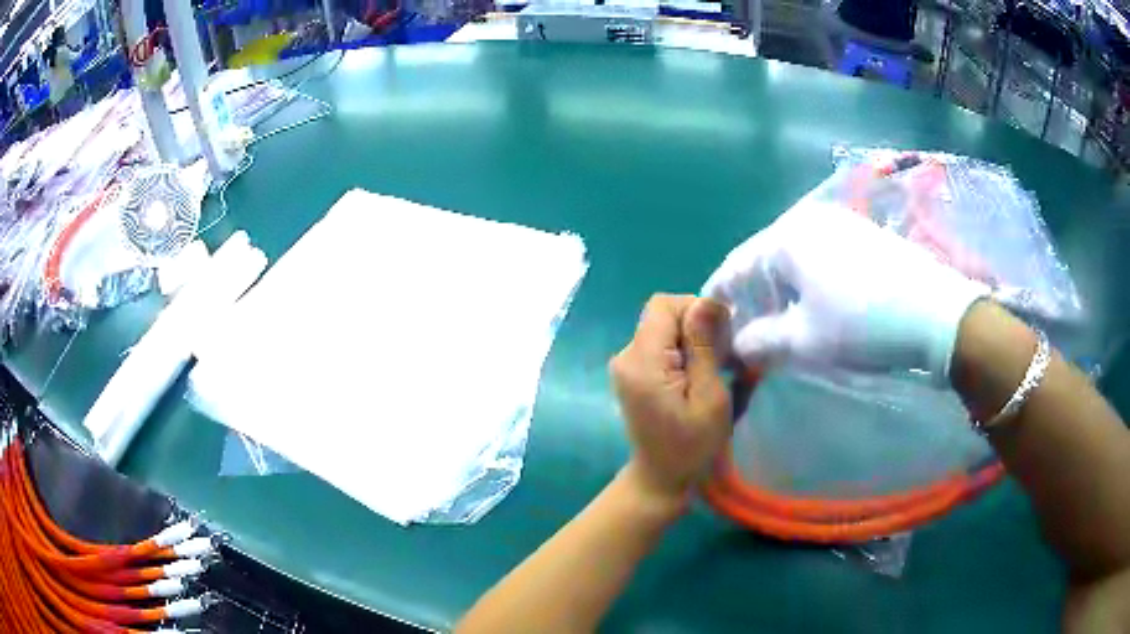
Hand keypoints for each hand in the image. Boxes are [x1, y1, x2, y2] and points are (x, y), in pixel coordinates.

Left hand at [610, 294, 731, 506]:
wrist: (661, 479)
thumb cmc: (691, 446)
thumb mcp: (709, 397)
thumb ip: (704, 347)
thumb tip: (706, 302)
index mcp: (642, 361)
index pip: (664, 305)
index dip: (696, 310)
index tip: (721, 338)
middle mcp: (626, 356)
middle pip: (663, 314)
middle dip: (697, 326)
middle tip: (722, 357)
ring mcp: (626, 364)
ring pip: (663, 328)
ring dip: (692, 340)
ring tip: (713, 369)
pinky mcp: (632, 373)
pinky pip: (659, 345)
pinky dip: (682, 352)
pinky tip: (697, 375)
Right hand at [703, 199, 987, 381]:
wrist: (935, 313)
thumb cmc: (862, 325)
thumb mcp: (804, 342)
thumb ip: (761, 342)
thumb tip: (737, 345)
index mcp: (787, 237)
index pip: (737, 264)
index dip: (719, 293)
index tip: (706, 317)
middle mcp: (809, 219)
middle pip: (766, 258)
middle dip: (753, 294)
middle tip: (746, 328)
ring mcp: (840, 223)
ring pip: (796, 257)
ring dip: (782, 289)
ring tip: (781, 322)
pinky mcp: (864, 234)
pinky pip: (821, 256)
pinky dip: (809, 281)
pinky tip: (818, 305)